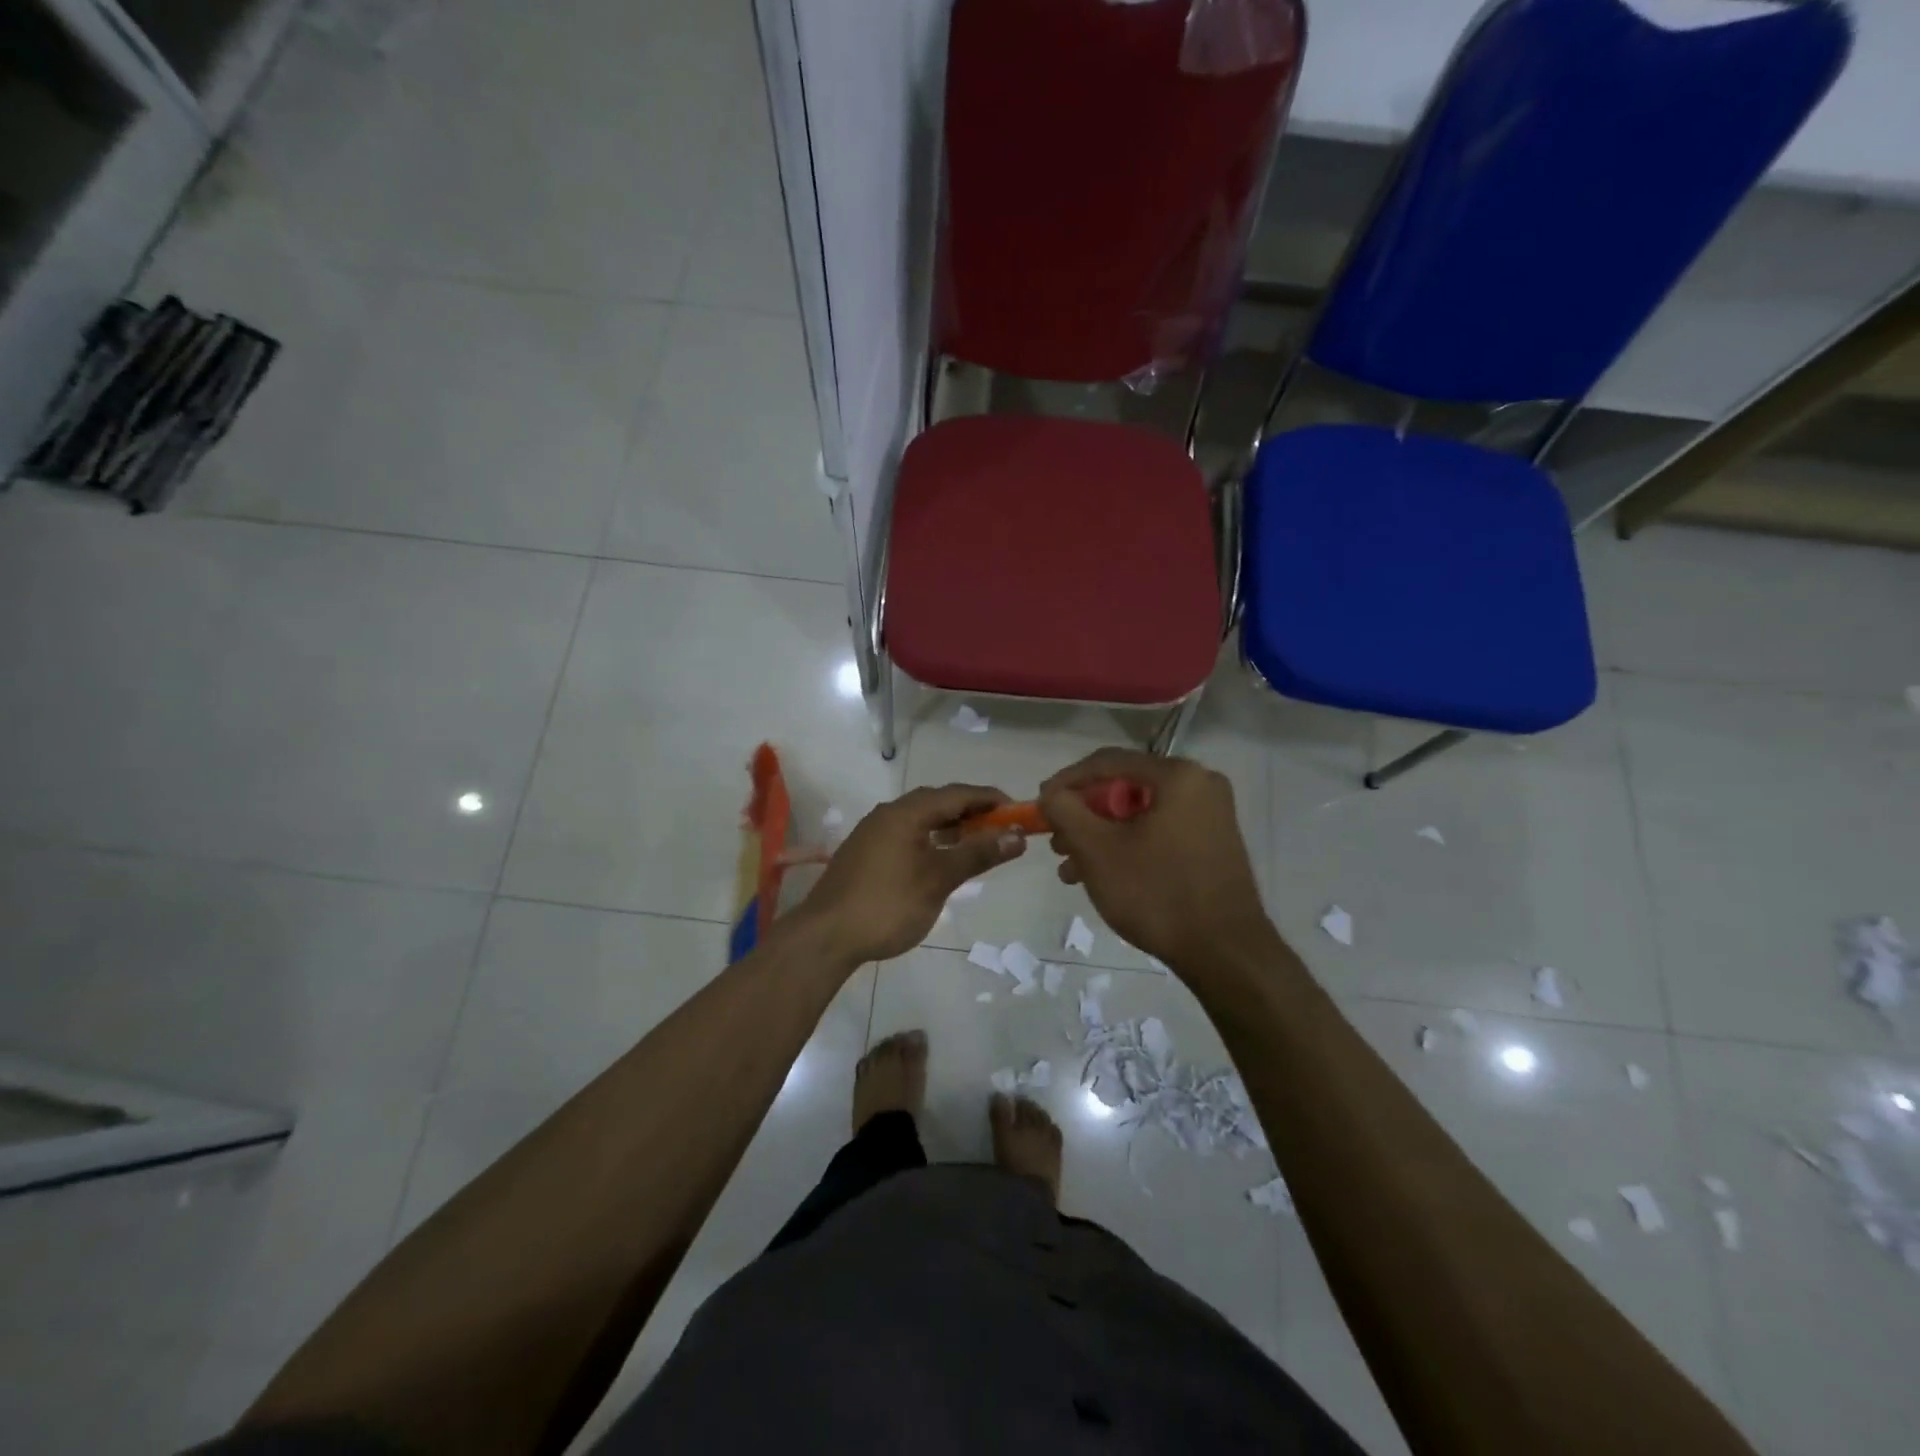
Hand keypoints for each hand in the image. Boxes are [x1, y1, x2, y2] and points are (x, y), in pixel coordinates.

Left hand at [798, 784, 1025, 964]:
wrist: (825, 937)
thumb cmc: (888, 904)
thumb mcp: (939, 879)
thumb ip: (978, 853)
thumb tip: (1016, 835)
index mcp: (906, 812)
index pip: (957, 793)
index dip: (990, 799)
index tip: (1018, 811)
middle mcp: (887, 814)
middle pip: (937, 802)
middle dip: (971, 812)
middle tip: (1000, 829)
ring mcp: (872, 833)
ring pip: (920, 819)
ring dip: (950, 827)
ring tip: (976, 844)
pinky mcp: (864, 853)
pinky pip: (906, 834)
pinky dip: (930, 840)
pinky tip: (939, 860)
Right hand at [1039, 749, 1271, 971]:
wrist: (1225, 954)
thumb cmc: (1157, 893)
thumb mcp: (1097, 850)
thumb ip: (1065, 811)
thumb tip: (1051, 794)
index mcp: (1178, 775)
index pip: (1107, 762)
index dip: (1066, 781)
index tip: (1039, 805)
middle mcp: (1200, 785)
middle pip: (1124, 788)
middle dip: (1083, 816)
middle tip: (1056, 842)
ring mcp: (1210, 816)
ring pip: (1139, 814)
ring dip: (1100, 836)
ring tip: (1070, 869)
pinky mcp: (1212, 844)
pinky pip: (1159, 831)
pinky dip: (1127, 846)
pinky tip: (1101, 876)